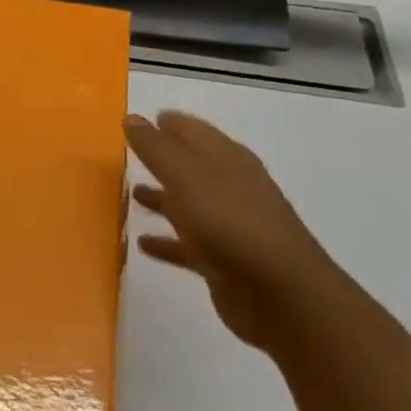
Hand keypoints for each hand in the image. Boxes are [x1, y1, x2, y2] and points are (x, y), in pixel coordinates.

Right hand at [125, 111, 343, 348]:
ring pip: (189, 205)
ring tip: (131, 195)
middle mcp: (231, 189)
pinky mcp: (222, 261)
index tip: (145, 118)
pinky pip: (187, 245)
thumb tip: (132, 118)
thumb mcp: (187, 179)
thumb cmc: (231, 224)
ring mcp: (230, 226)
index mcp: (228, 162)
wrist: (279, 293)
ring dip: (163, 199)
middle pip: (193, 167)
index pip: (196, 132)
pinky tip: (142, 244)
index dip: (172, 123)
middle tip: (133, 154)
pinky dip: (166, 241)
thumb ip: (157, 149)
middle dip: (165, 159)